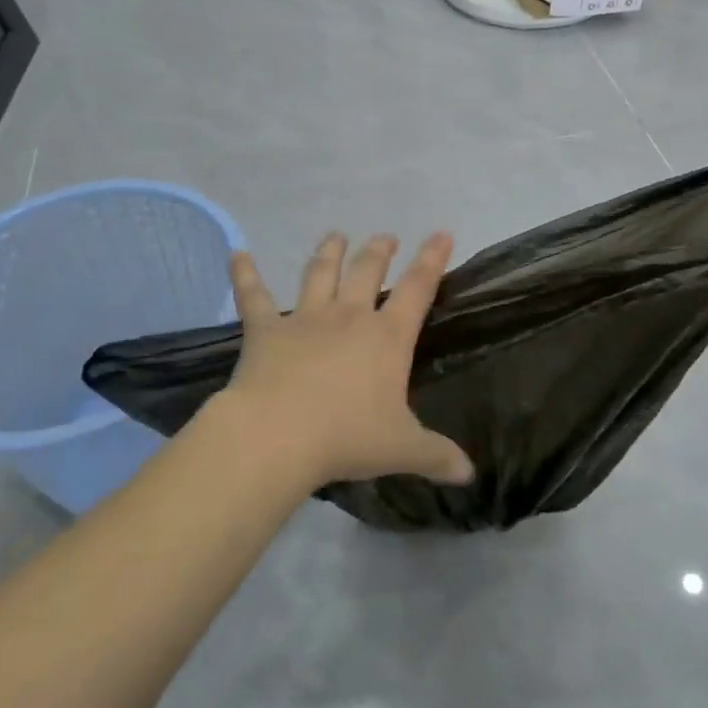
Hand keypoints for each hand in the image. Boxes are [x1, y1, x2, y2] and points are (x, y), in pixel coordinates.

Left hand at [223, 232, 474, 488]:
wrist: (278, 436)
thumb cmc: (347, 438)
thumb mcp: (402, 449)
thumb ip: (437, 456)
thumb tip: (470, 474)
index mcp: (387, 337)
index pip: (418, 288)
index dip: (433, 259)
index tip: (442, 233)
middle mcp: (349, 317)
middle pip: (368, 271)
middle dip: (379, 250)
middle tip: (386, 237)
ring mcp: (305, 319)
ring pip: (320, 273)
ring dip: (329, 252)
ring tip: (336, 235)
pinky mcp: (265, 330)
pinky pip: (253, 296)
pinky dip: (244, 274)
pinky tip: (237, 255)